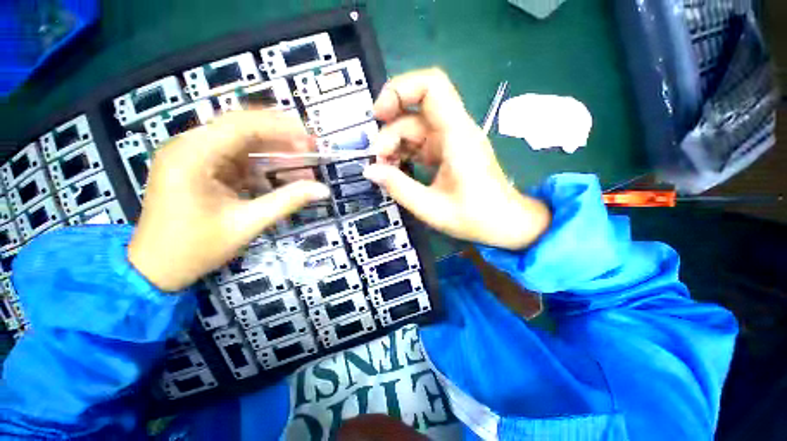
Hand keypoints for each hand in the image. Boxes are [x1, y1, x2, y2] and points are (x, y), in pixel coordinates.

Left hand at [128, 110, 330, 291]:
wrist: (156, 269)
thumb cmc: (195, 248)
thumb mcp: (247, 224)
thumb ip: (287, 201)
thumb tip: (323, 190)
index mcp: (191, 156)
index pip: (241, 126)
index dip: (280, 128)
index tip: (310, 139)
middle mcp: (188, 146)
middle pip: (241, 127)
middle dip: (279, 136)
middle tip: (310, 147)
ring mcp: (192, 156)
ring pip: (241, 141)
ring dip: (273, 150)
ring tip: (302, 162)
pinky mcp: (199, 167)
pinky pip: (236, 157)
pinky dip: (261, 164)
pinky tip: (281, 174)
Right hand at [363, 68, 550, 249]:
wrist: (505, 223)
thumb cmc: (475, 218)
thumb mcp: (431, 208)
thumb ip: (399, 187)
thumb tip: (370, 171)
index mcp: (457, 136)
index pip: (431, 86)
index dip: (400, 90)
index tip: (379, 115)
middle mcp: (455, 131)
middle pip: (414, 113)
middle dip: (389, 133)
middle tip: (377, 162)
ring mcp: (450, 141)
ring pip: (414, 128)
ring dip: (394, 145)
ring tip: (384, 170)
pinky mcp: (447, 151)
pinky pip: (419, 143)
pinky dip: (403, 153)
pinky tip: (395, 170)